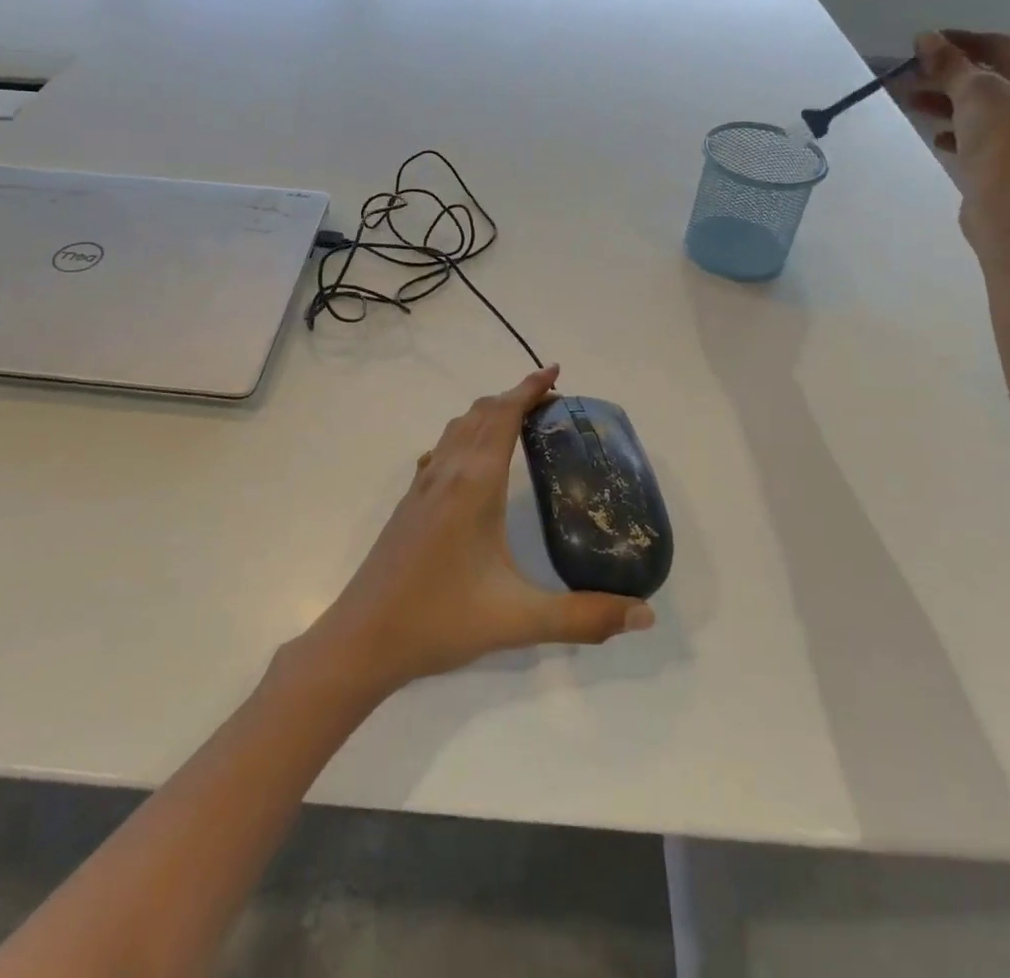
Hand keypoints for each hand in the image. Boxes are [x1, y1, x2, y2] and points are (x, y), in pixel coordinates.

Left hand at [302, 365, 653, 694]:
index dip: (529, 388)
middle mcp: (447, 472)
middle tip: (549, 399)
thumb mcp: (520, 620)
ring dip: (487, 413)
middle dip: (514, 396)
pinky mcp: (409, 503)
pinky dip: (465, 437)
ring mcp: (422, 486)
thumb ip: (585, 617)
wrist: (364, 638)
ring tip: (517, 420)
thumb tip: (646, 615)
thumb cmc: (441, 619)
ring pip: (457, 429)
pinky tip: (469, 463)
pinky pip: (441, 450)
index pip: (504, 416)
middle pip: (481, 413)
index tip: (555, 371)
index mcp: (474, 483)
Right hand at [906, 30, 1009, 234]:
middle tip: (912, 76)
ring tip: (912, 103)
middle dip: (951, 78)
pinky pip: (989, 138)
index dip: (962, 43)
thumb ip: (949, 64)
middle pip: (997, 80)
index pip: (1005, 48)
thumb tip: (925, 38)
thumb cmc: (1006, 142)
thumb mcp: (975, 94)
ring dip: (950, 104)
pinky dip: (962, 132)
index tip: (925, 42)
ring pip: (989, 110)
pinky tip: (937, 136)